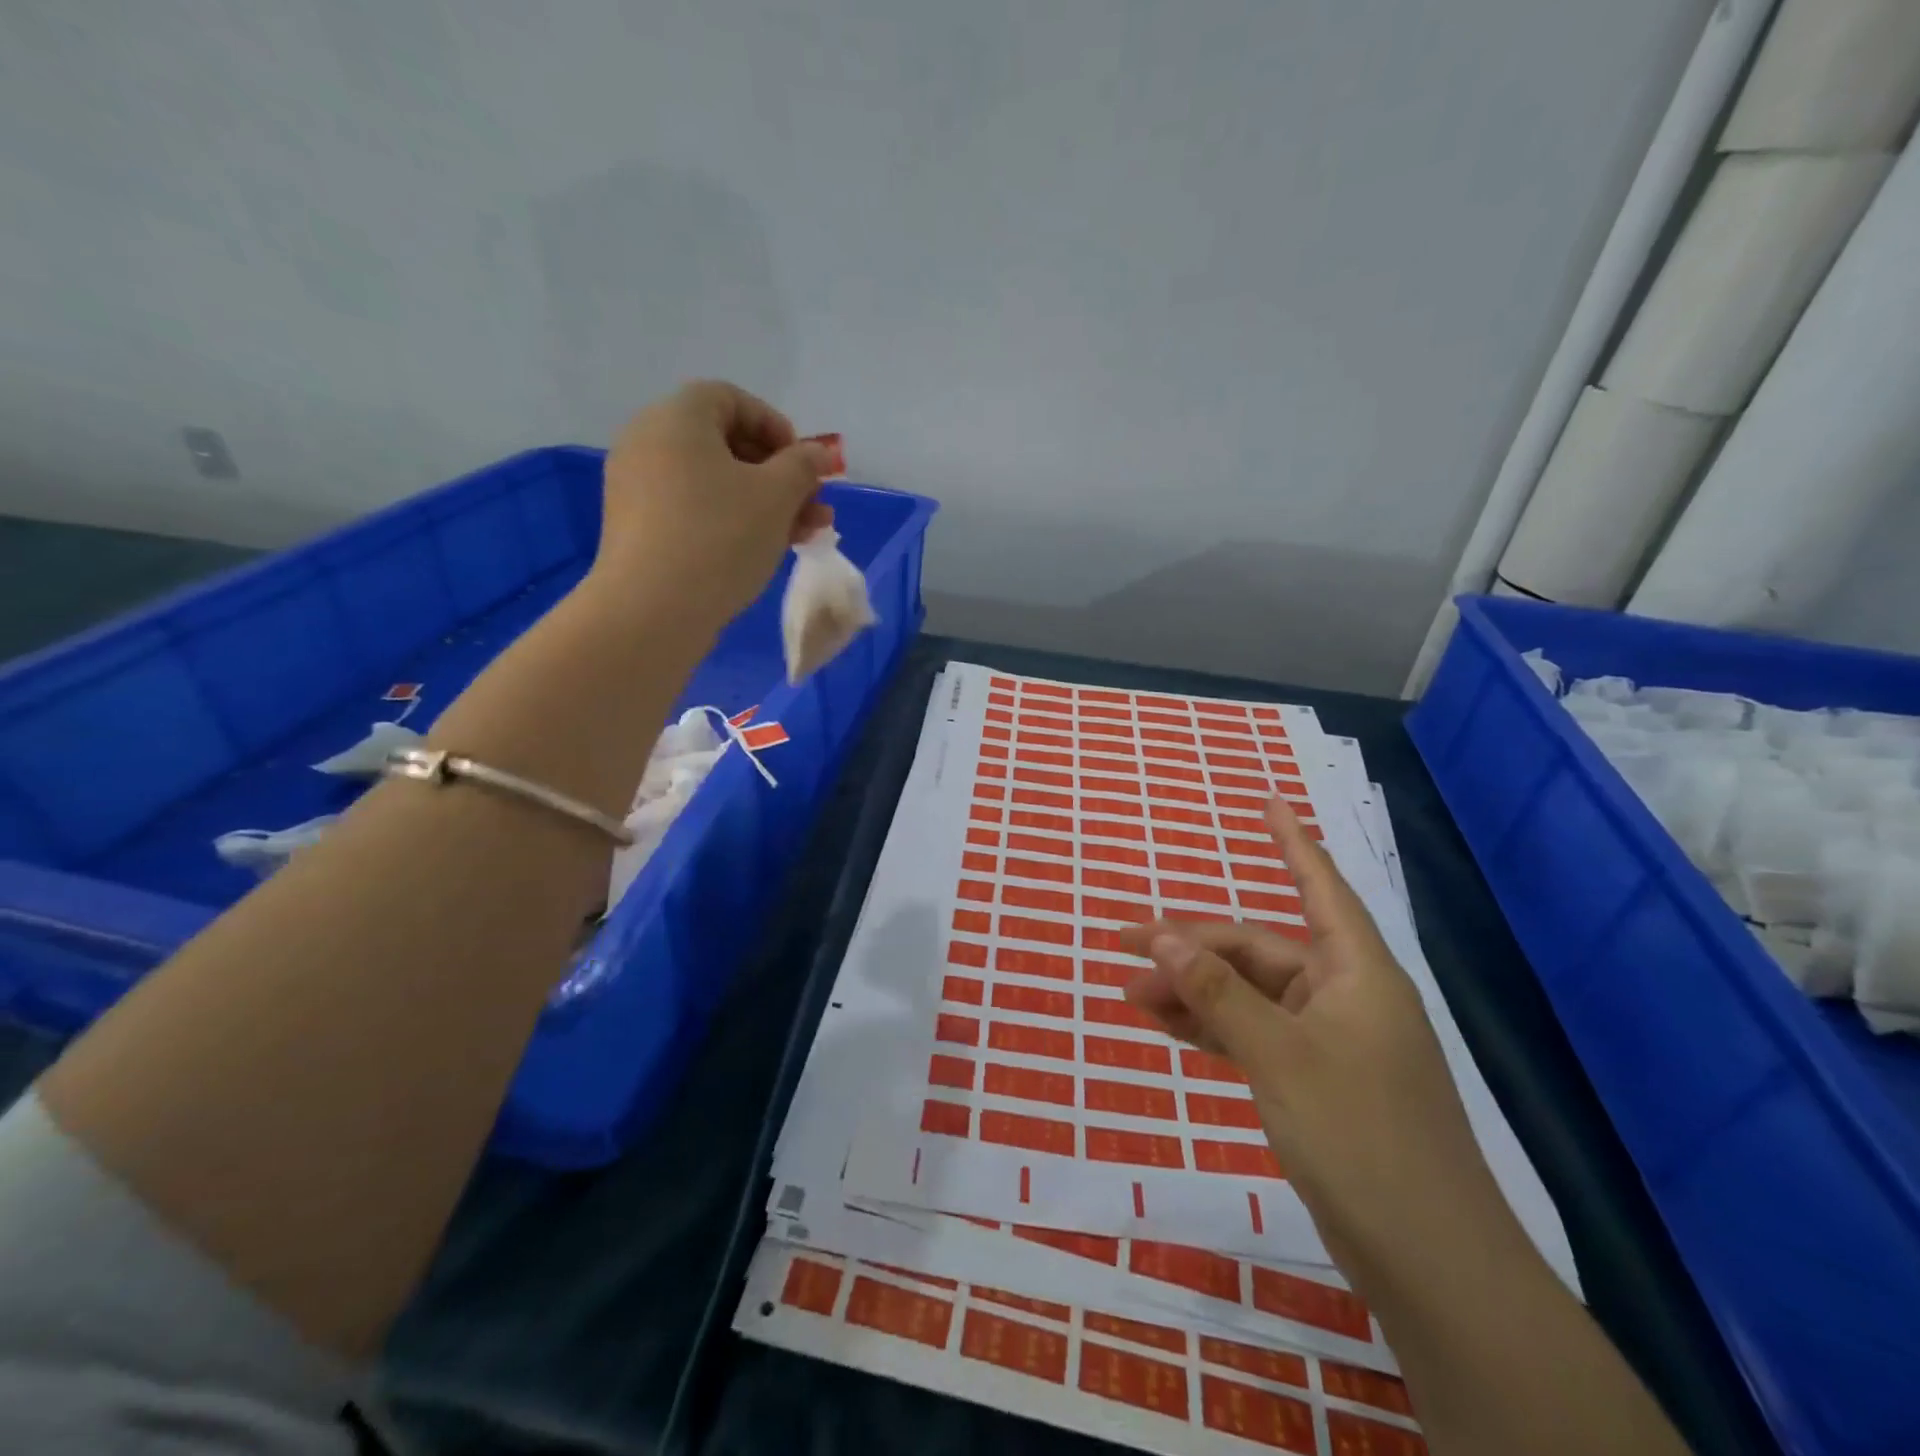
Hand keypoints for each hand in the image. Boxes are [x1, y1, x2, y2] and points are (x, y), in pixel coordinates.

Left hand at [593, 381, 834, 627]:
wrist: (652, 611)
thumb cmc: (720, 538)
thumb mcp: (776, 496)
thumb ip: (804, 466)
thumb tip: (820, 453)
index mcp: (676, 418)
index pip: (731, 399)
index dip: (776, 426)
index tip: (805, 465)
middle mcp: (649, 441)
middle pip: (725, 444)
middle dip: (778, 474)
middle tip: (813, 506)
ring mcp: (639, 487)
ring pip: (714, 482)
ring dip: (764, 502)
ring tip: (804, 535)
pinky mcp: (639, 527)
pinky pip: (694, 509)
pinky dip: (731, 520)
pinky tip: (765, 549)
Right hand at [1118, 799, 1500, 1272]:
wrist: (1428, 1262)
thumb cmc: (1361, 1137)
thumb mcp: (1278, 1055)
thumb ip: (1218, 993)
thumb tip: (1162, 938)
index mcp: (1355, 973)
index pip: (1320, 886)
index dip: (1291, 841)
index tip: (1267, 800)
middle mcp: (1344, 997)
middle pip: (1259, 951)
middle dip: (1193, 948)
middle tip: (1127, 946)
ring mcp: (1330, 1042)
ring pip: (1249, 997)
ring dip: (1194, 992)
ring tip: (1130, 992)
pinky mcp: (1316, 1083)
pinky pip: (1253, 1036)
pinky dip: (1212, 1029)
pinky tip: (1167, 1027)